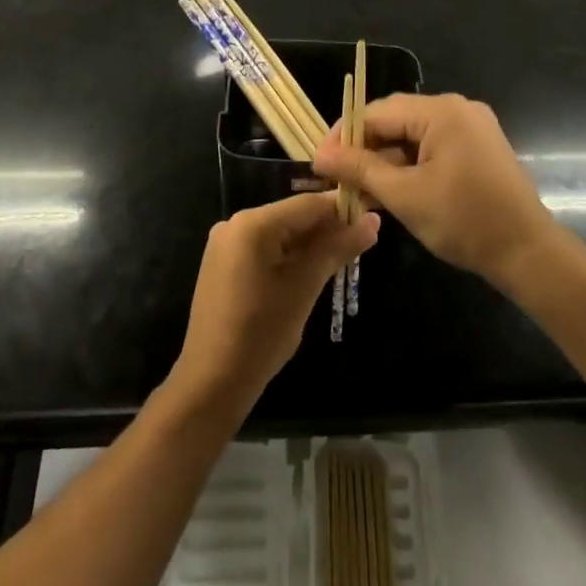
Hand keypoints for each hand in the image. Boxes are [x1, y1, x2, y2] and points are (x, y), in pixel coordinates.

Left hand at [170, 193, 378, 417]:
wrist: (212, 380)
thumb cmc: (261, 333)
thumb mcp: (304, 288)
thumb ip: (336, 250)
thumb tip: (373, 222)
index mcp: (252, 224)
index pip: (307, 204)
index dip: (342, 209)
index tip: (373, 216)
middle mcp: (235, 223)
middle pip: (292, 216)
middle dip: (327, 228)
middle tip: (363, 242)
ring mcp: (226, 243)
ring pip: (280, 232)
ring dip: (310, 243)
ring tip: (344, 256)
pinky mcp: (223, 262)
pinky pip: (264, 247)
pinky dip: (289, 255)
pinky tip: (311, 269)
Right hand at [314, 93, 558, 290]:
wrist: (529, 253)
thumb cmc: (464, 221)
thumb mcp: (405, 195)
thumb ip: (360, 169)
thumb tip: (320, 155)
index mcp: (440, 111)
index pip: (376, 112)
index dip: (344, 136)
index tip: (320, 163)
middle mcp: (456, 108)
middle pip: (395, 120)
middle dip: (364, 148)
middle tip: (337, 178)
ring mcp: (471, 126)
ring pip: (412, 135)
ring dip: (385, 160)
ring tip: (360, 189)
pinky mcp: (478, 147)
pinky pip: (432, 146)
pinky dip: (409, 165)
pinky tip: (391, 190)